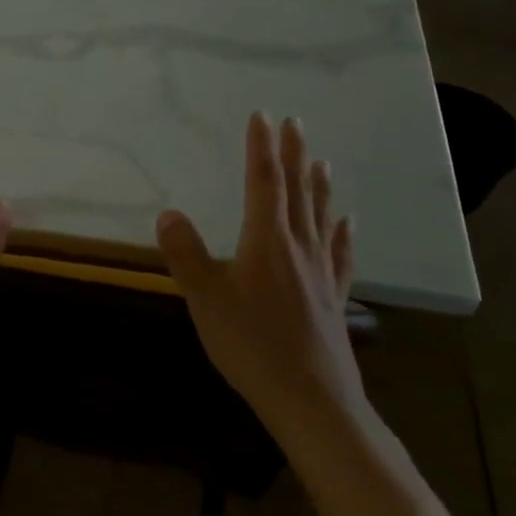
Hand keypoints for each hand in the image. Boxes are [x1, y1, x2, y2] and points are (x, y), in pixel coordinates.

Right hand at [156, 113, 366, 424]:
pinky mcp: (333, 297)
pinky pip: (340, 254)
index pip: (263, 183)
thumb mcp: (206, 299)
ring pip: (319, 217)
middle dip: (292, 154)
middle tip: (293, 123)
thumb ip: (185, 254)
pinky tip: (348, 222)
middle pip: (295, 191)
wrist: (312, 399)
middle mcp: (298, 247)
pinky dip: (343, 233)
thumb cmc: (253, 346)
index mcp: (266, 241)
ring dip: (318, 186)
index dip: (261, 148)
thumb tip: (168, 213)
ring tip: (321, 160)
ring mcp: (320, 272)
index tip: (262, 116)